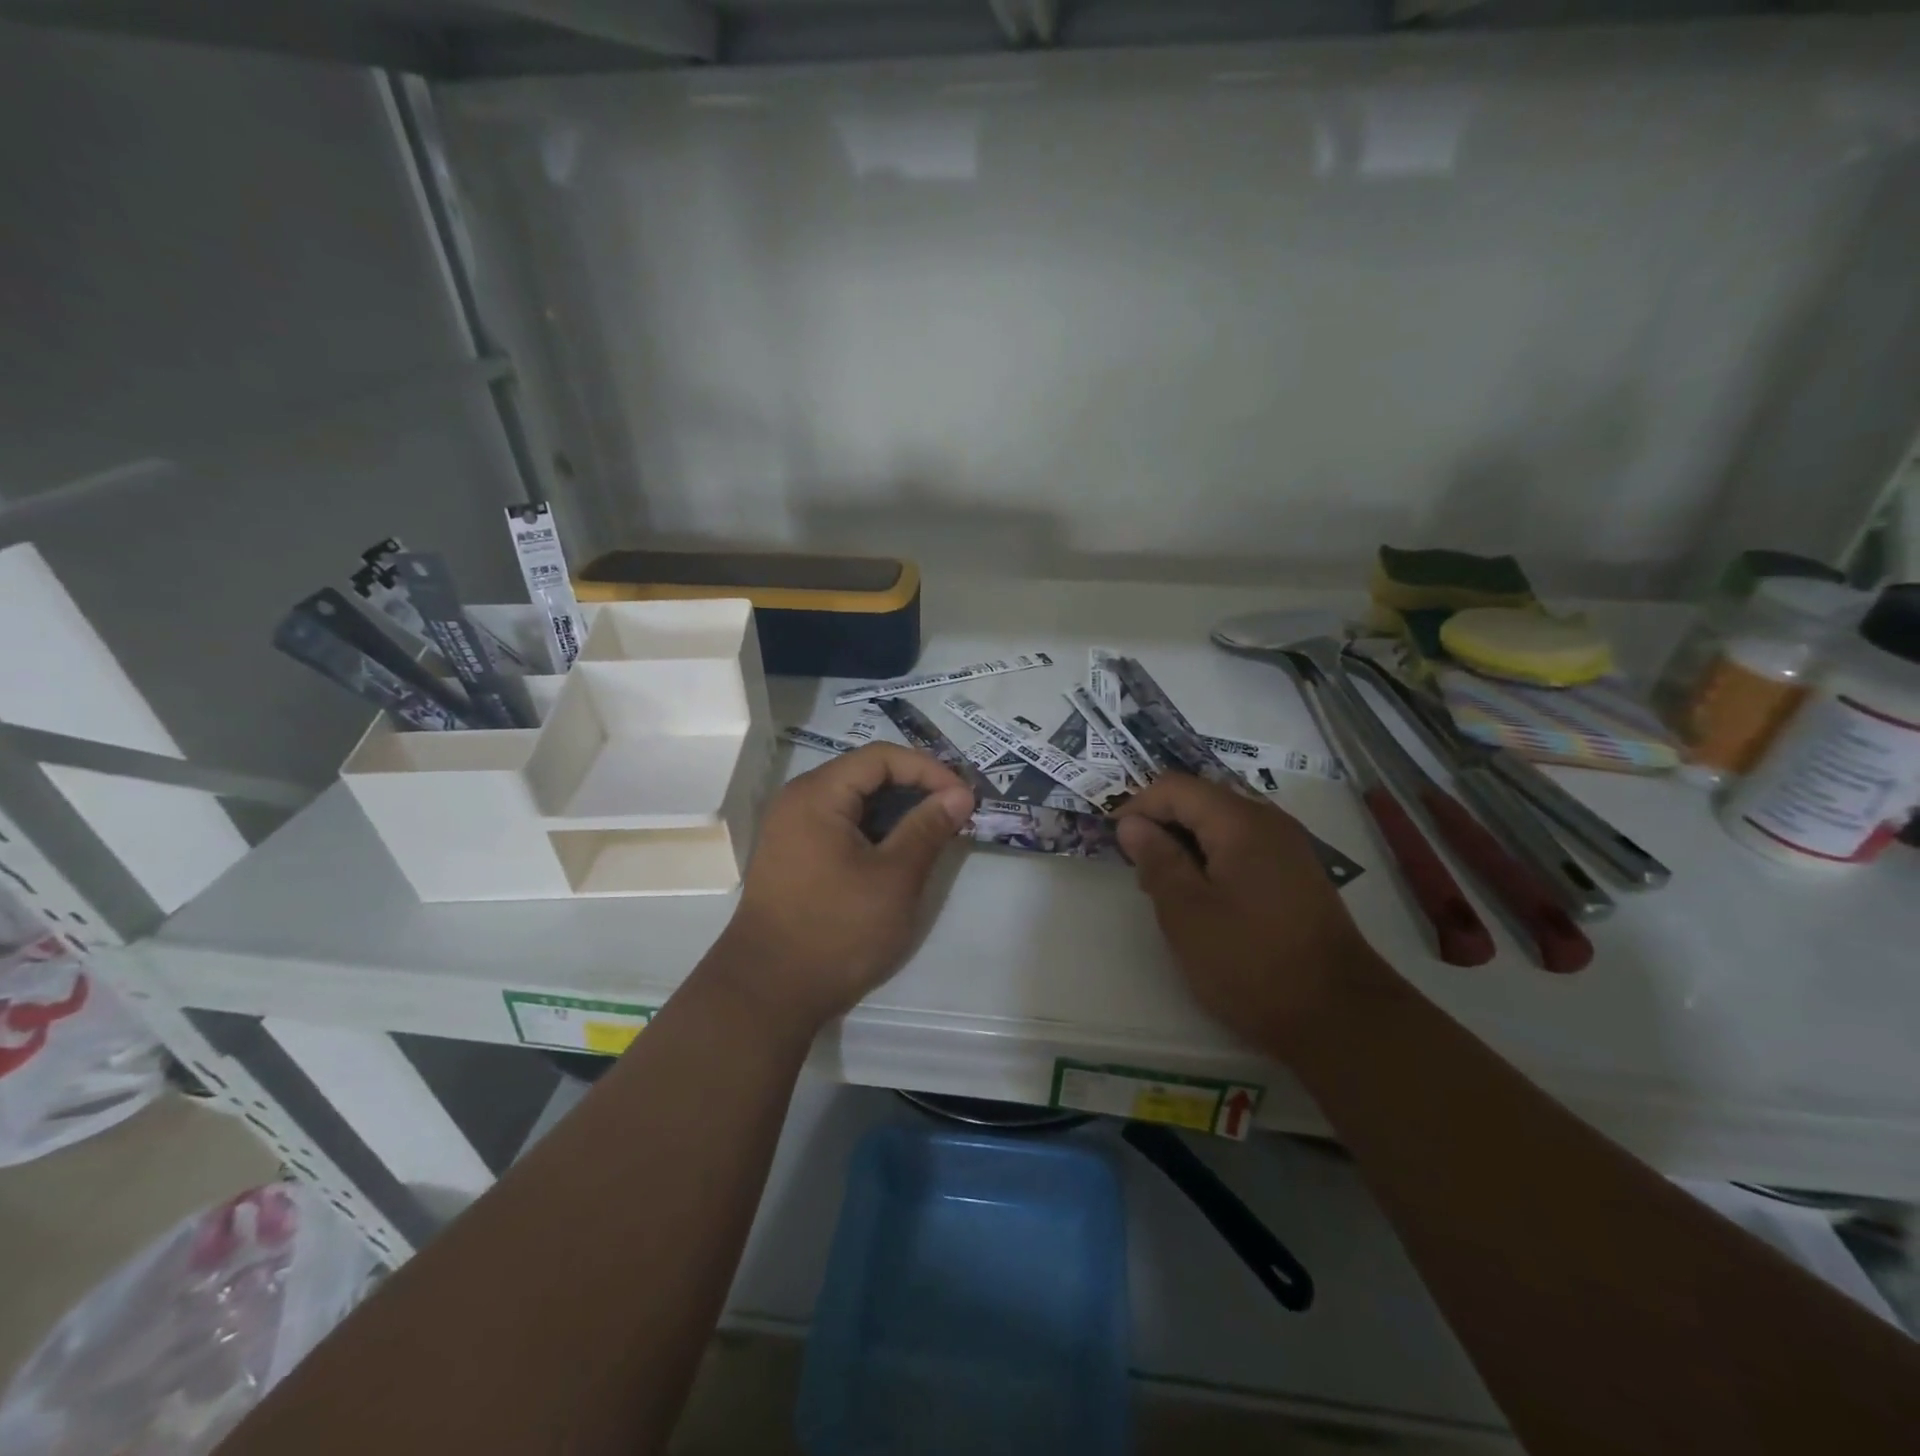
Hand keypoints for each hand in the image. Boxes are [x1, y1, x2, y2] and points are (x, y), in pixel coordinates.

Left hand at [711, 744, 975, 1030]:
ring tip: (934, 831)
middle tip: (954, 810)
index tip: (964, 796)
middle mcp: (798, 800)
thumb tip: (959, 793)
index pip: (882, 757)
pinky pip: (840, 826)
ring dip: (896, 811)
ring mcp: (791, 829)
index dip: (928, 769)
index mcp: (818, 794)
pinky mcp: (793, 857)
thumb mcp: (895, 878)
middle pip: (865, 774)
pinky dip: (874, 831)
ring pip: (854, 802)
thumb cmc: (837, 930)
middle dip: (915, 787)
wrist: (768, 994)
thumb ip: (928, 828)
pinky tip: (899, 853)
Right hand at [1115, 774, 1390, 1052]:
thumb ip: (1156, 860)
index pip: (1176, 788)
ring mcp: (1289, 848)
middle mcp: (1269, 822)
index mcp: (1240, 822)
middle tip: (1138, 868)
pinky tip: (1204, 898)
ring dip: (1186, 844)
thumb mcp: (1186, 912)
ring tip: (1165, 887)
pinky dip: (1213, 859)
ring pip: (1222, 825)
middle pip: (1202, 800)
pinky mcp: (1297, 875)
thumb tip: (1131, 823)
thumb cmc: (1250, 961)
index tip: (1113, 840)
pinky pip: (1244, 847)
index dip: (1138, 806)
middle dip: (1162, 824)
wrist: (1339, 1015)